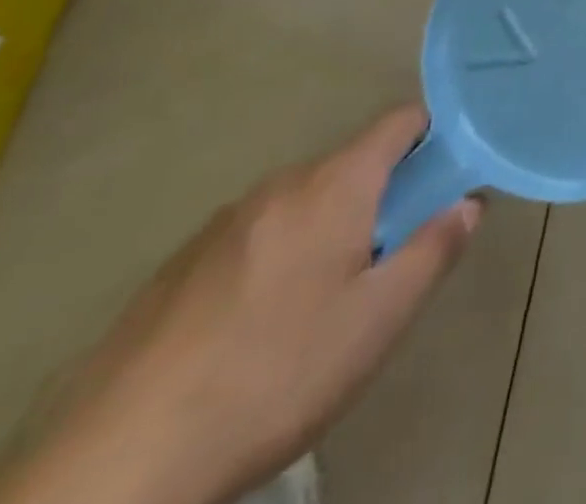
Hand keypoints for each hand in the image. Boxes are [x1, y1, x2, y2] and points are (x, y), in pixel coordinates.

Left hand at [0, 108, 480, 503]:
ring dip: (329, 227)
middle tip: (390, 258)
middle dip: (382, 195)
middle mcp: (281, 185)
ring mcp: (223, 222)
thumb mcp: (378, 321)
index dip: (434, 133)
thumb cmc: (275, 376)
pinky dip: (279, 254)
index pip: (399, 121)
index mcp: (335, 185)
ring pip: (302, 202)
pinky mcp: (179, 265)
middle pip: (351, 164)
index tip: (448, 173)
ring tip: (325, 302)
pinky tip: (260, 327)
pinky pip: (255, 235)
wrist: (117, 464)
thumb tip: (468, 203)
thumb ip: (433, 249)